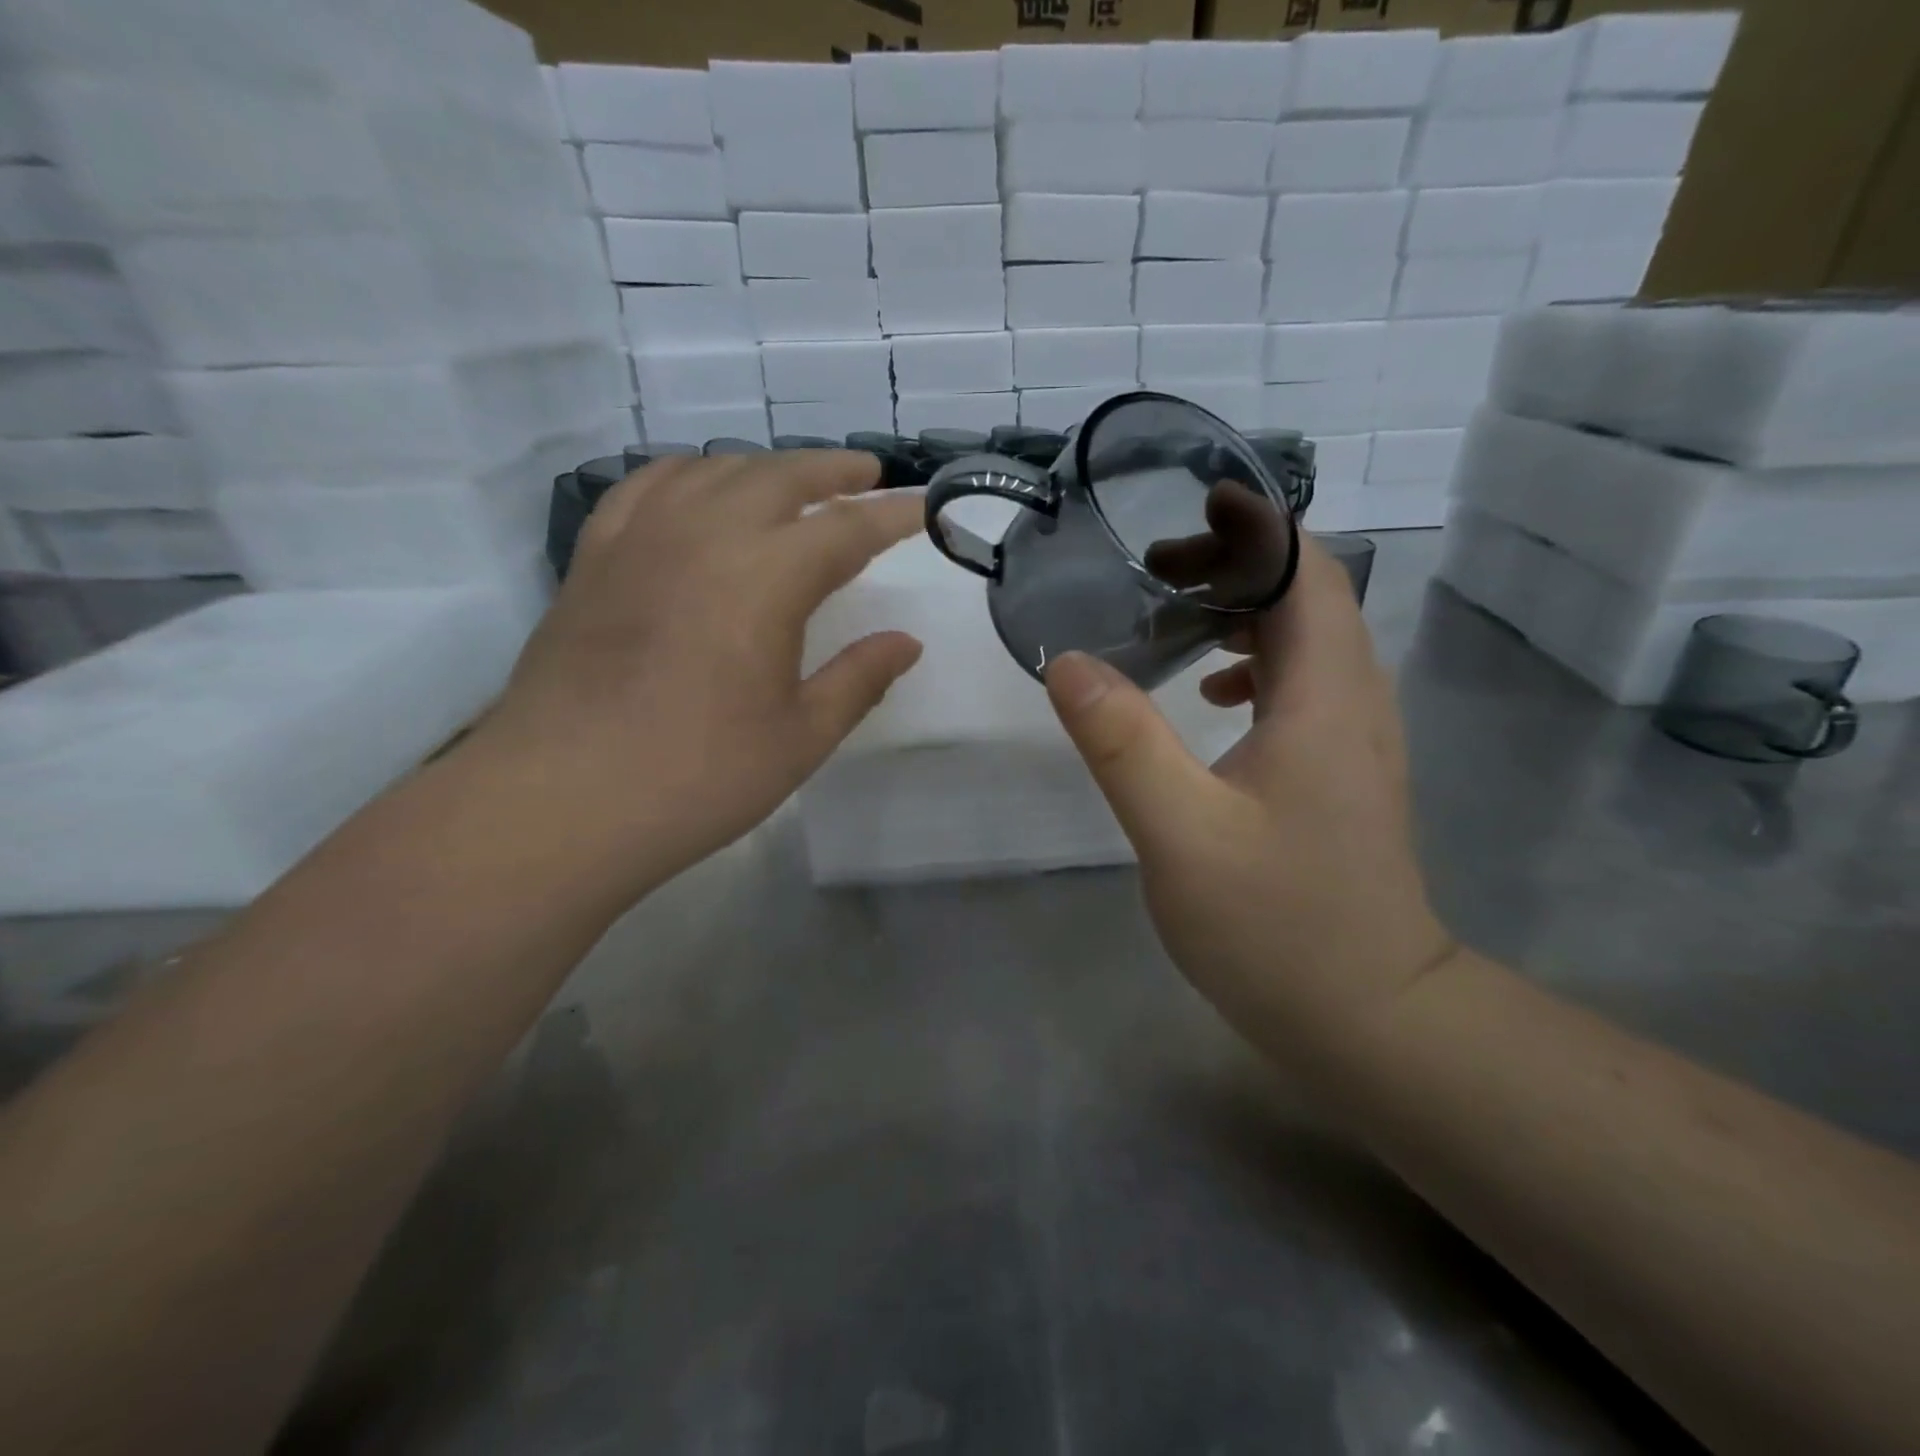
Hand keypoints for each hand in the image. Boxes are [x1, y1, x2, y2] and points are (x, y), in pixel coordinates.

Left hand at [473, 451, 922, 895]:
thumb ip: (859, 680)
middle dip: (832, 470)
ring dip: (764, 468)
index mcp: (766, 578)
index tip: (924, 508)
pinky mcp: (595, 557)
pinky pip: (647, 487)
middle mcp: (705, 536)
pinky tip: (698, 490)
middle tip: (866, 474)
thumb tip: (906, 643)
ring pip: (713, 471)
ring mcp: (641, 539)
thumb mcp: (800, 737)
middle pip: (780, 478)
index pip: (847, 529)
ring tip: (791, 482)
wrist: (560, 800)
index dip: (893, 516)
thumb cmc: (697, 776)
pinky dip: (687, 475)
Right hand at [1043, 536, 1456, 1058]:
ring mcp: (1356, 739)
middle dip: (1235, 564)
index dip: (1253, 527)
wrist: (1369, 1017)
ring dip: (1244, 612)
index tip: (1190, 505)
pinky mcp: (1343, 771)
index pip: (1306, 573)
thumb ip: (1122, 743)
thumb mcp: (1180, 834)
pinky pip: (1306, 685)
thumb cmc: (1276, 927)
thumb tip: (1066, 663)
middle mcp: (1354, 702)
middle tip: (1155, 571)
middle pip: (1310, 596)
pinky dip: (1257, 664)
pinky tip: (1211, 696)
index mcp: (1325, 699)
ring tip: (1170, 621)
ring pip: (1309, 640)